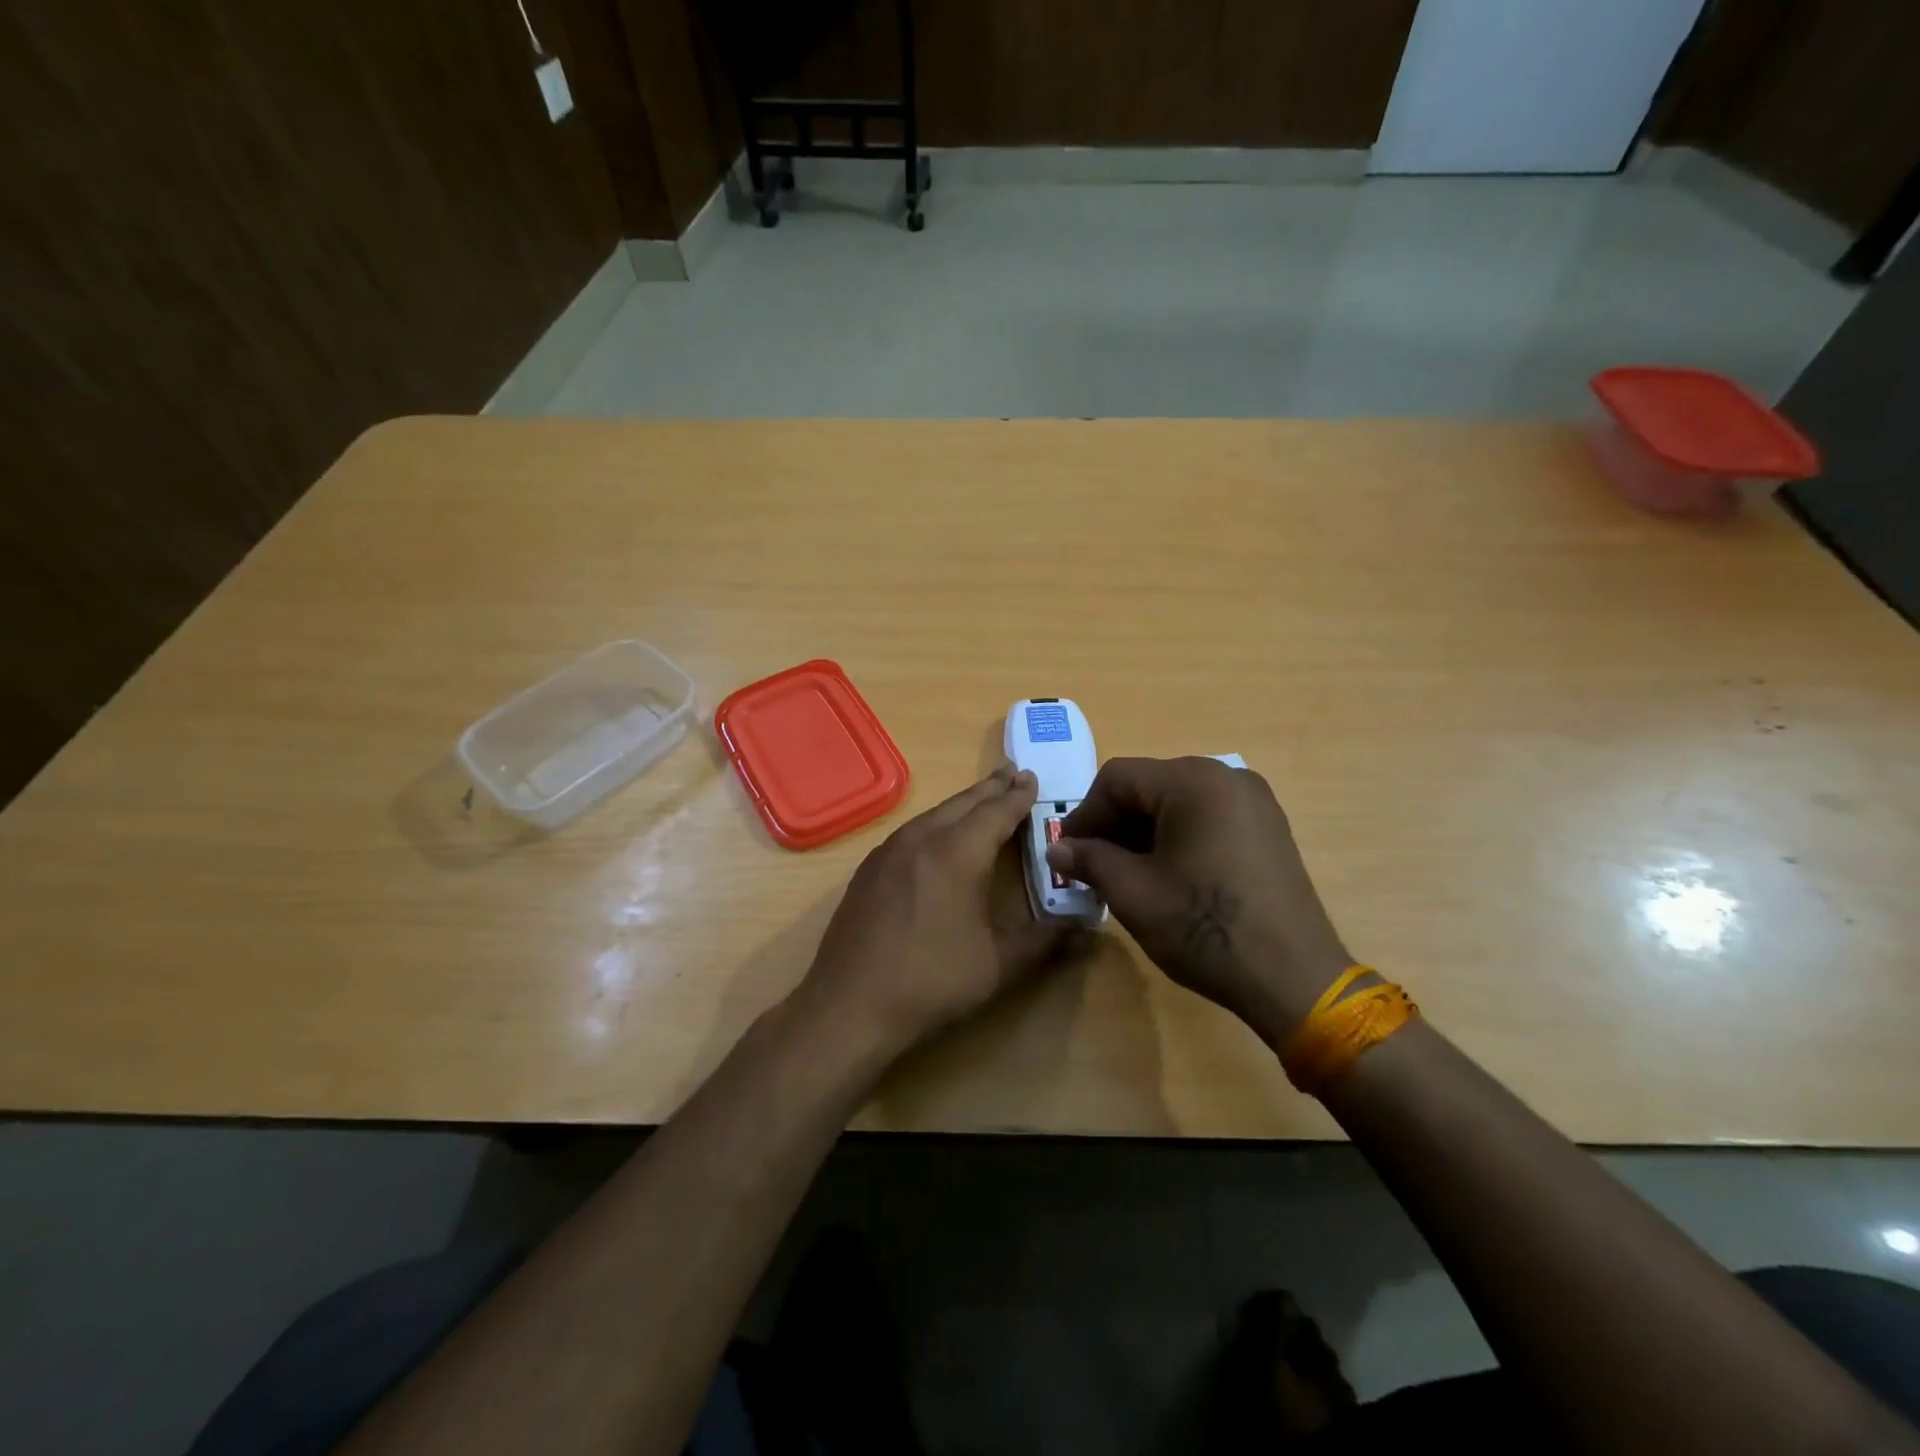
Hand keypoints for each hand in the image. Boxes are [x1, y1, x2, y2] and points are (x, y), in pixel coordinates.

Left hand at [792, 764, 1080, 1065]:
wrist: (848, 1006)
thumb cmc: (931, 982)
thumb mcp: (998, 965)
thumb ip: (1045, 942)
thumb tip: (1088, 931)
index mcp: (957, 853)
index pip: (997, 812)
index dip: (1018, 795)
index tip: (1033, 777)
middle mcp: (922, 839)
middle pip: (963, 803)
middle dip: (991, 788)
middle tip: (1013, 772)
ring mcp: (889, 851)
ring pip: (934, 814)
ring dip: (962, 803)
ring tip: (982, 798)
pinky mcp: (869, 869)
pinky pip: (912, 831)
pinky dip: (936, 822)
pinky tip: (939, 836)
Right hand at [1046, 757, 1351, 1047]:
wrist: (1294, 978)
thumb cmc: (1204, 927)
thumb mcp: (1133, 892)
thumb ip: (1089, 860)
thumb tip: (1057, 850)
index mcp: (1194, 780)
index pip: (1118, 778)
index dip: (1084, 814)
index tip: (1067, 853)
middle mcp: (1227, 776)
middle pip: (1149, 786)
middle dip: (1113, 824)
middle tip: (1091, 865)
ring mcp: (1254, 802)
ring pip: (1177, 803)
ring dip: (1142, 832)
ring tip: (1123, 874)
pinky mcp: (1267, 829)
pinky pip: (1207, 818)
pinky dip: (1176, 837)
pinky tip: (1165, 874)